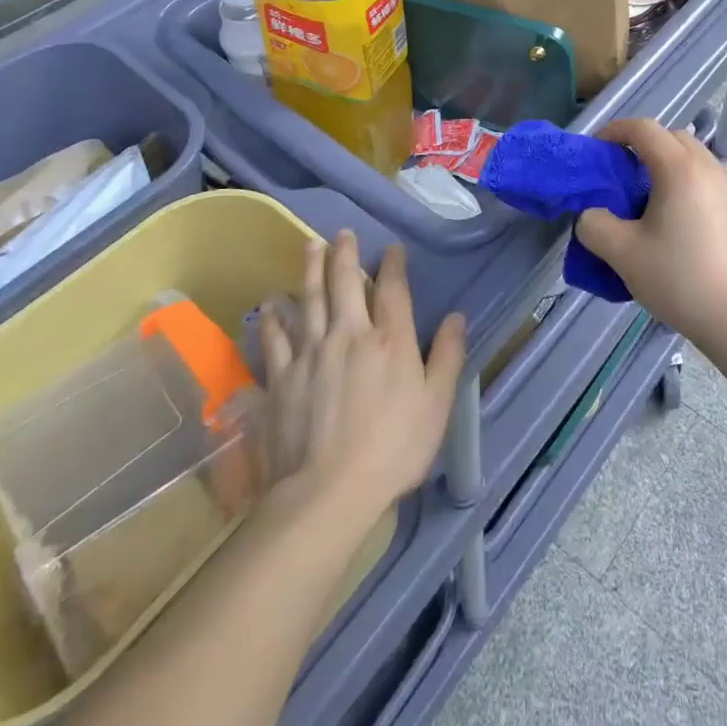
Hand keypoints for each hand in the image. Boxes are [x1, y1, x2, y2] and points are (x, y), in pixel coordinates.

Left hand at [259, 233, 465, 520]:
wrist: (326, 492)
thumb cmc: (392, 450)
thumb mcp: (435, 406)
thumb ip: (447, 357)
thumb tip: (456, 317)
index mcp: (390, 340)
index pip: (393, 289)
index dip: (393, 264)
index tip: (391, 248)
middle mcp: (349, 334)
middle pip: (345, 283)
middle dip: (345, 254)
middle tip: (342, 233)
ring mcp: (311, 353)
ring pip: (309, 299)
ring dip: (309, 269)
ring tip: (309, 245)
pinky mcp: (281, 377)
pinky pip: (275, 338)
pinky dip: (273, 317)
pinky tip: (270, 304)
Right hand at [575, 119, 726, 354]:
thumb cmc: (679, 280)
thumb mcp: (622, 254)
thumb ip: (594, 225)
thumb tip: (593, 215)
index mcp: (680, 169)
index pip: (644, 128)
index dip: (615, 131)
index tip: (598, 150)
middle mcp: (711, 169)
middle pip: (673, 138)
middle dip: (644, 145)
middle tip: (623, 174)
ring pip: (696, 160)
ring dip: (669, 166)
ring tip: (652, 201)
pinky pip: (712, 183)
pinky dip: (691, 186)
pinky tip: (682, 226)